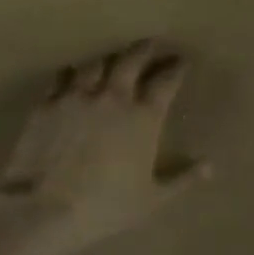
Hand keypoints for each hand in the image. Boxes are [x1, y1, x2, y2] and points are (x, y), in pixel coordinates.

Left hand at [0, 41, 209, 253]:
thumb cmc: (105, 206)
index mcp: (144, 116)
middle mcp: (113, 96)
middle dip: (145, 48)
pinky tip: (73, 74)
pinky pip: (61, 76)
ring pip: (97, 62)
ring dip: (109, 58)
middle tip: (152, 44)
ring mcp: (78, 96)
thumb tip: (210, 166)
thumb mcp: (152, 199)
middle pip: (132, 58)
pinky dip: (72, 72)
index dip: (177, 67)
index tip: (182, 62)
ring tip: (113, 59)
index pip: (166, 80)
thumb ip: (182, 179)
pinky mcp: (47, 103)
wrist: (44, 210)